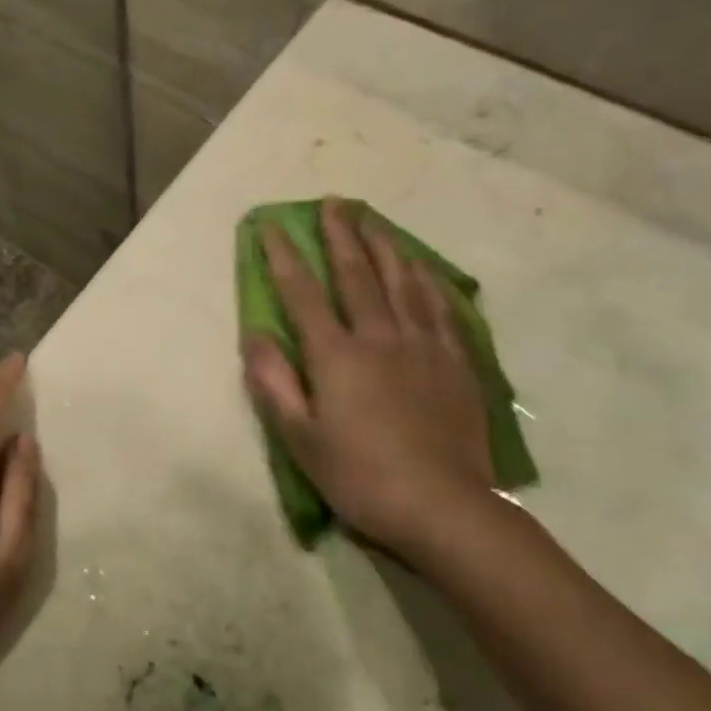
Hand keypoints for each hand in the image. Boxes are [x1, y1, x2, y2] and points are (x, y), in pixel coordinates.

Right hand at [243, 198, 498, 556]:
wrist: (444, 508)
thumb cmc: (360, 476)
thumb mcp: (300, 439)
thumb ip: (274, 383)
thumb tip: (254, 336)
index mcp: (337, 356)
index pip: (302, 293)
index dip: (283, 257)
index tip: (271, 227)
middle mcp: (380, 337)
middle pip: (357, 274)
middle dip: (340, 235)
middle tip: (333, 202)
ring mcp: (424, 347)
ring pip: (403, 282)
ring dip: (385, 246)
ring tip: (374, 221)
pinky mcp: (456, 363)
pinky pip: (441, 309)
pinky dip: (428, 282)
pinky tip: (424, 269)